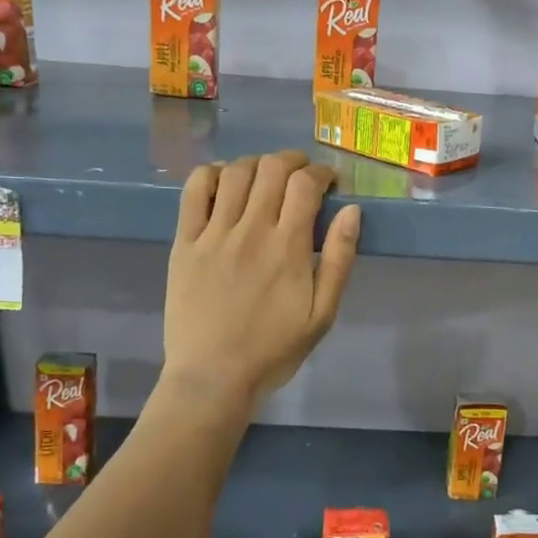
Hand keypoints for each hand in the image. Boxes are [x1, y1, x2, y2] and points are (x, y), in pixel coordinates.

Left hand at [163, 151, 361, 406]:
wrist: (213, 377)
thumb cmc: (274, 349)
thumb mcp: (323, 314)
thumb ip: (339, 259)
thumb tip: (352, 211)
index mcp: (288, 247)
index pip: (305, 184)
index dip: (322, 173)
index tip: (329, 184)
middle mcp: (251, 229)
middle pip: (272, 168)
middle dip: (293, 161)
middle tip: (302, 176)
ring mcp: (213, 233)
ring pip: (235, 172)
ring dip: (257, 164)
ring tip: (266, 178)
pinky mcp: (185, 242)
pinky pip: (194, 191)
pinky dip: (213, 174)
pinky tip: (225, 183)